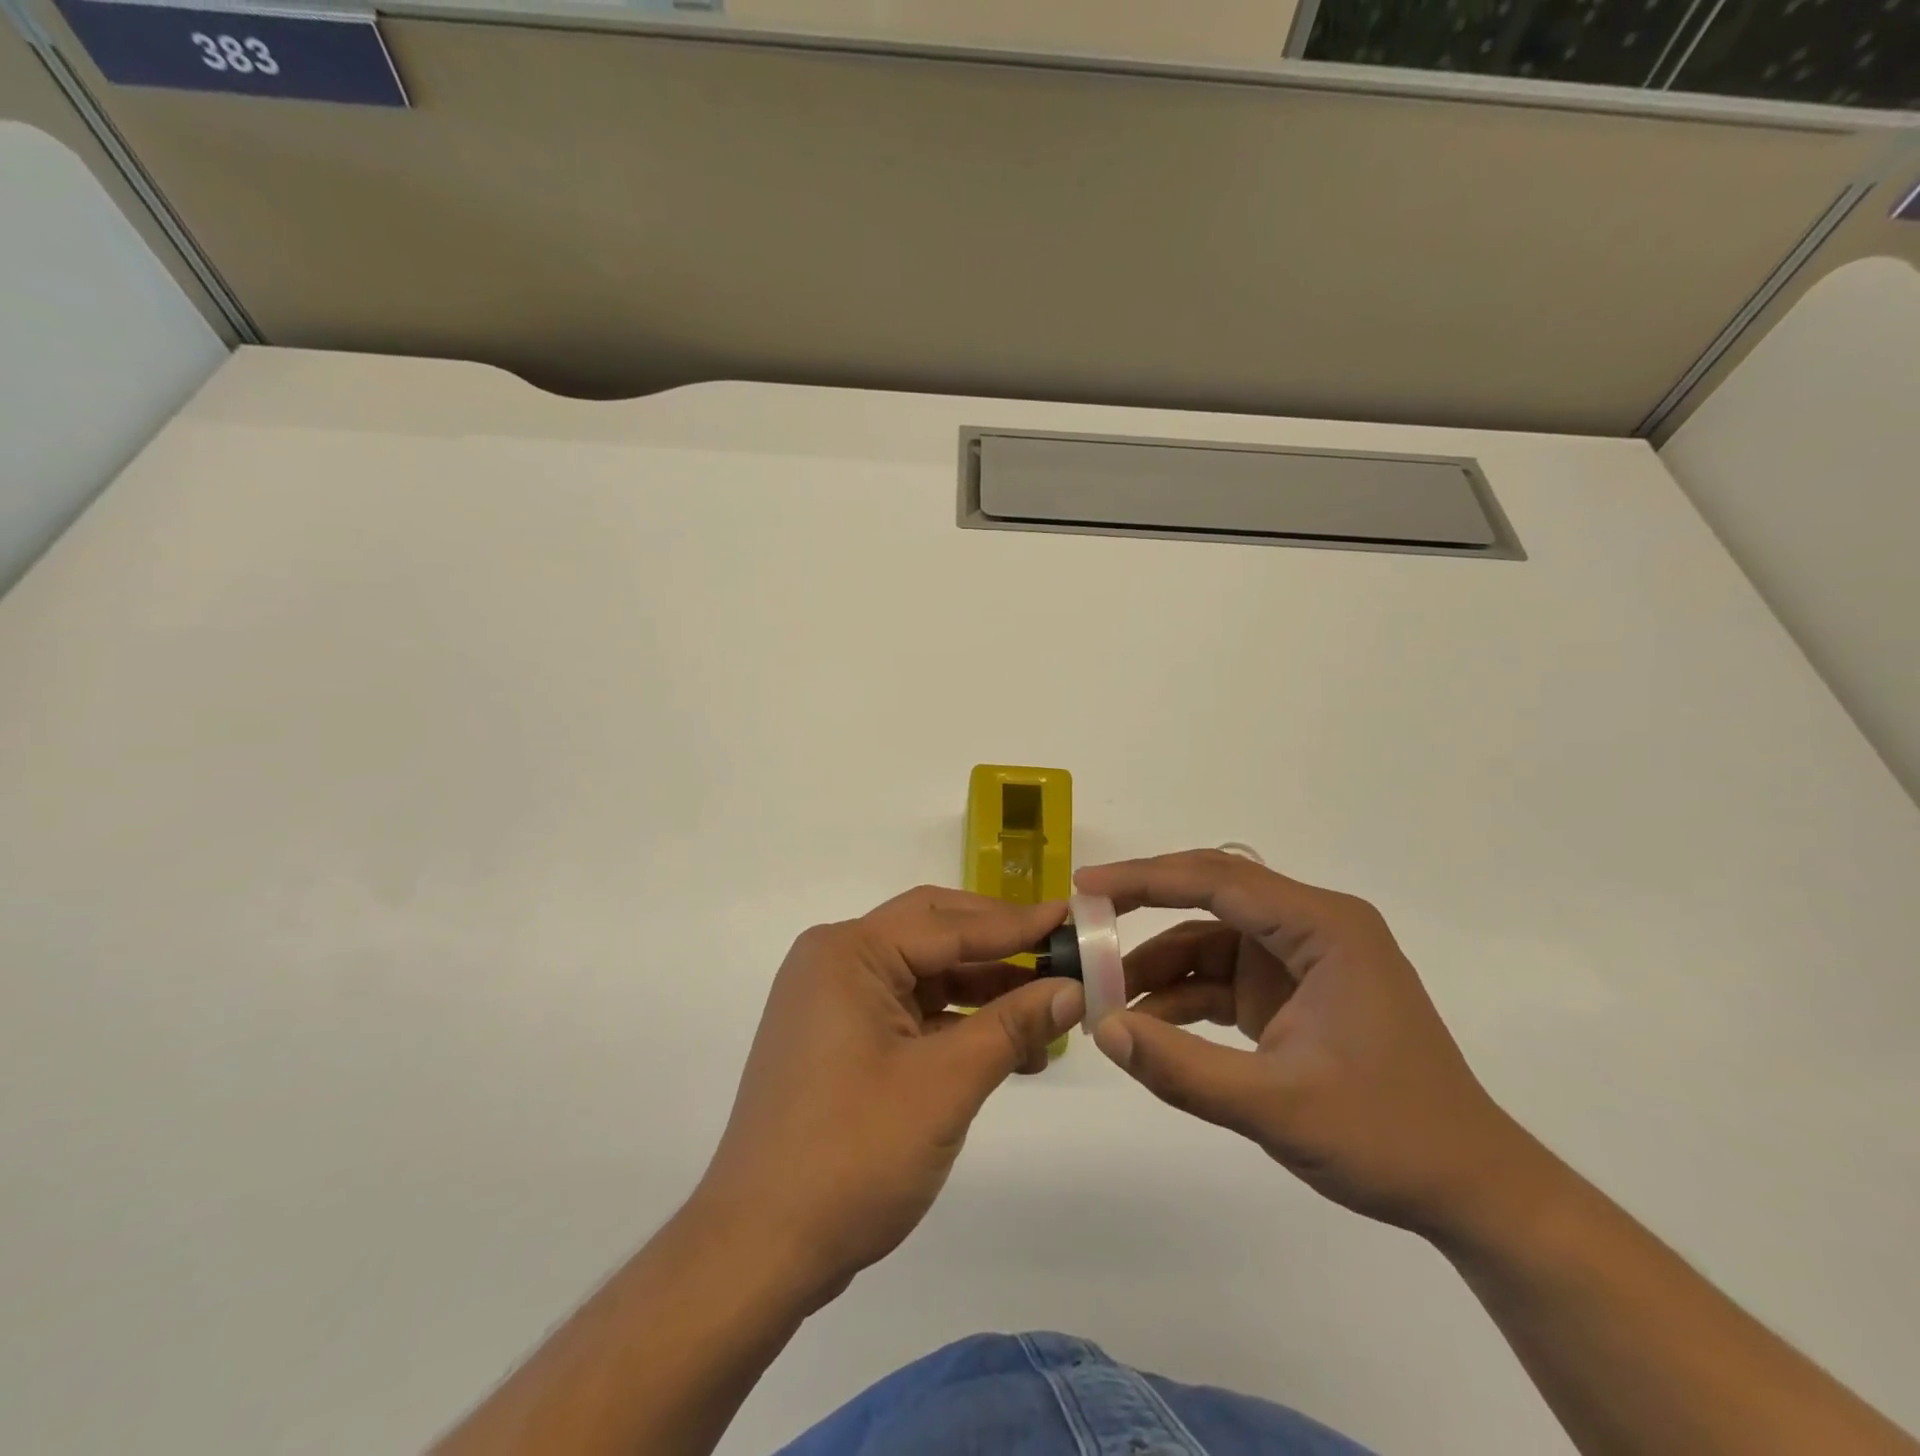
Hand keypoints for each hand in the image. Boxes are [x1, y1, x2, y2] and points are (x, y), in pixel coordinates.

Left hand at [689, 887, 1083, 1308]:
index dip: (1016, 923)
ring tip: (1046, 1011)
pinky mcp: (836, 1037)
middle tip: (1059, 952)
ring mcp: (832, 1000)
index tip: (1071, 917)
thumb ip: (1012, 1027)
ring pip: (923, 974)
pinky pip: (906, 1010)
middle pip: (932, 934)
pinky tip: (1003, 1046)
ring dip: (981, 989)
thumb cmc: (852, 1154)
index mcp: (850, 952)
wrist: (759, 1250)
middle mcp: (836, 961)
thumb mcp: (945, 1085)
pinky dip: (954, 1022)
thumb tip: (1072, 990)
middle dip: (997, 946)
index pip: (948, 923)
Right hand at [1076, 850, 1538, 1239]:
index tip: (1086, 888)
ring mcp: (1301, 960)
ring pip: (1210, 940)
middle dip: (1144, 908)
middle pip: (1211, 896)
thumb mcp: (1277, 1106)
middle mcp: (1312, 928)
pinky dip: (1183, 997)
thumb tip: (1102, 1029)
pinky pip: (1222, 978)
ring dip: (1159, 966)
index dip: (1146, 879)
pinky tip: (1146, 1025)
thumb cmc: (1389, 1137)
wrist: (1471, 1191)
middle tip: (1084, 925)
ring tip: (1105, 997)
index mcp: (1323, 928)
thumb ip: (1182, 1068)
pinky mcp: (1292, 993)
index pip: (1218, 880)